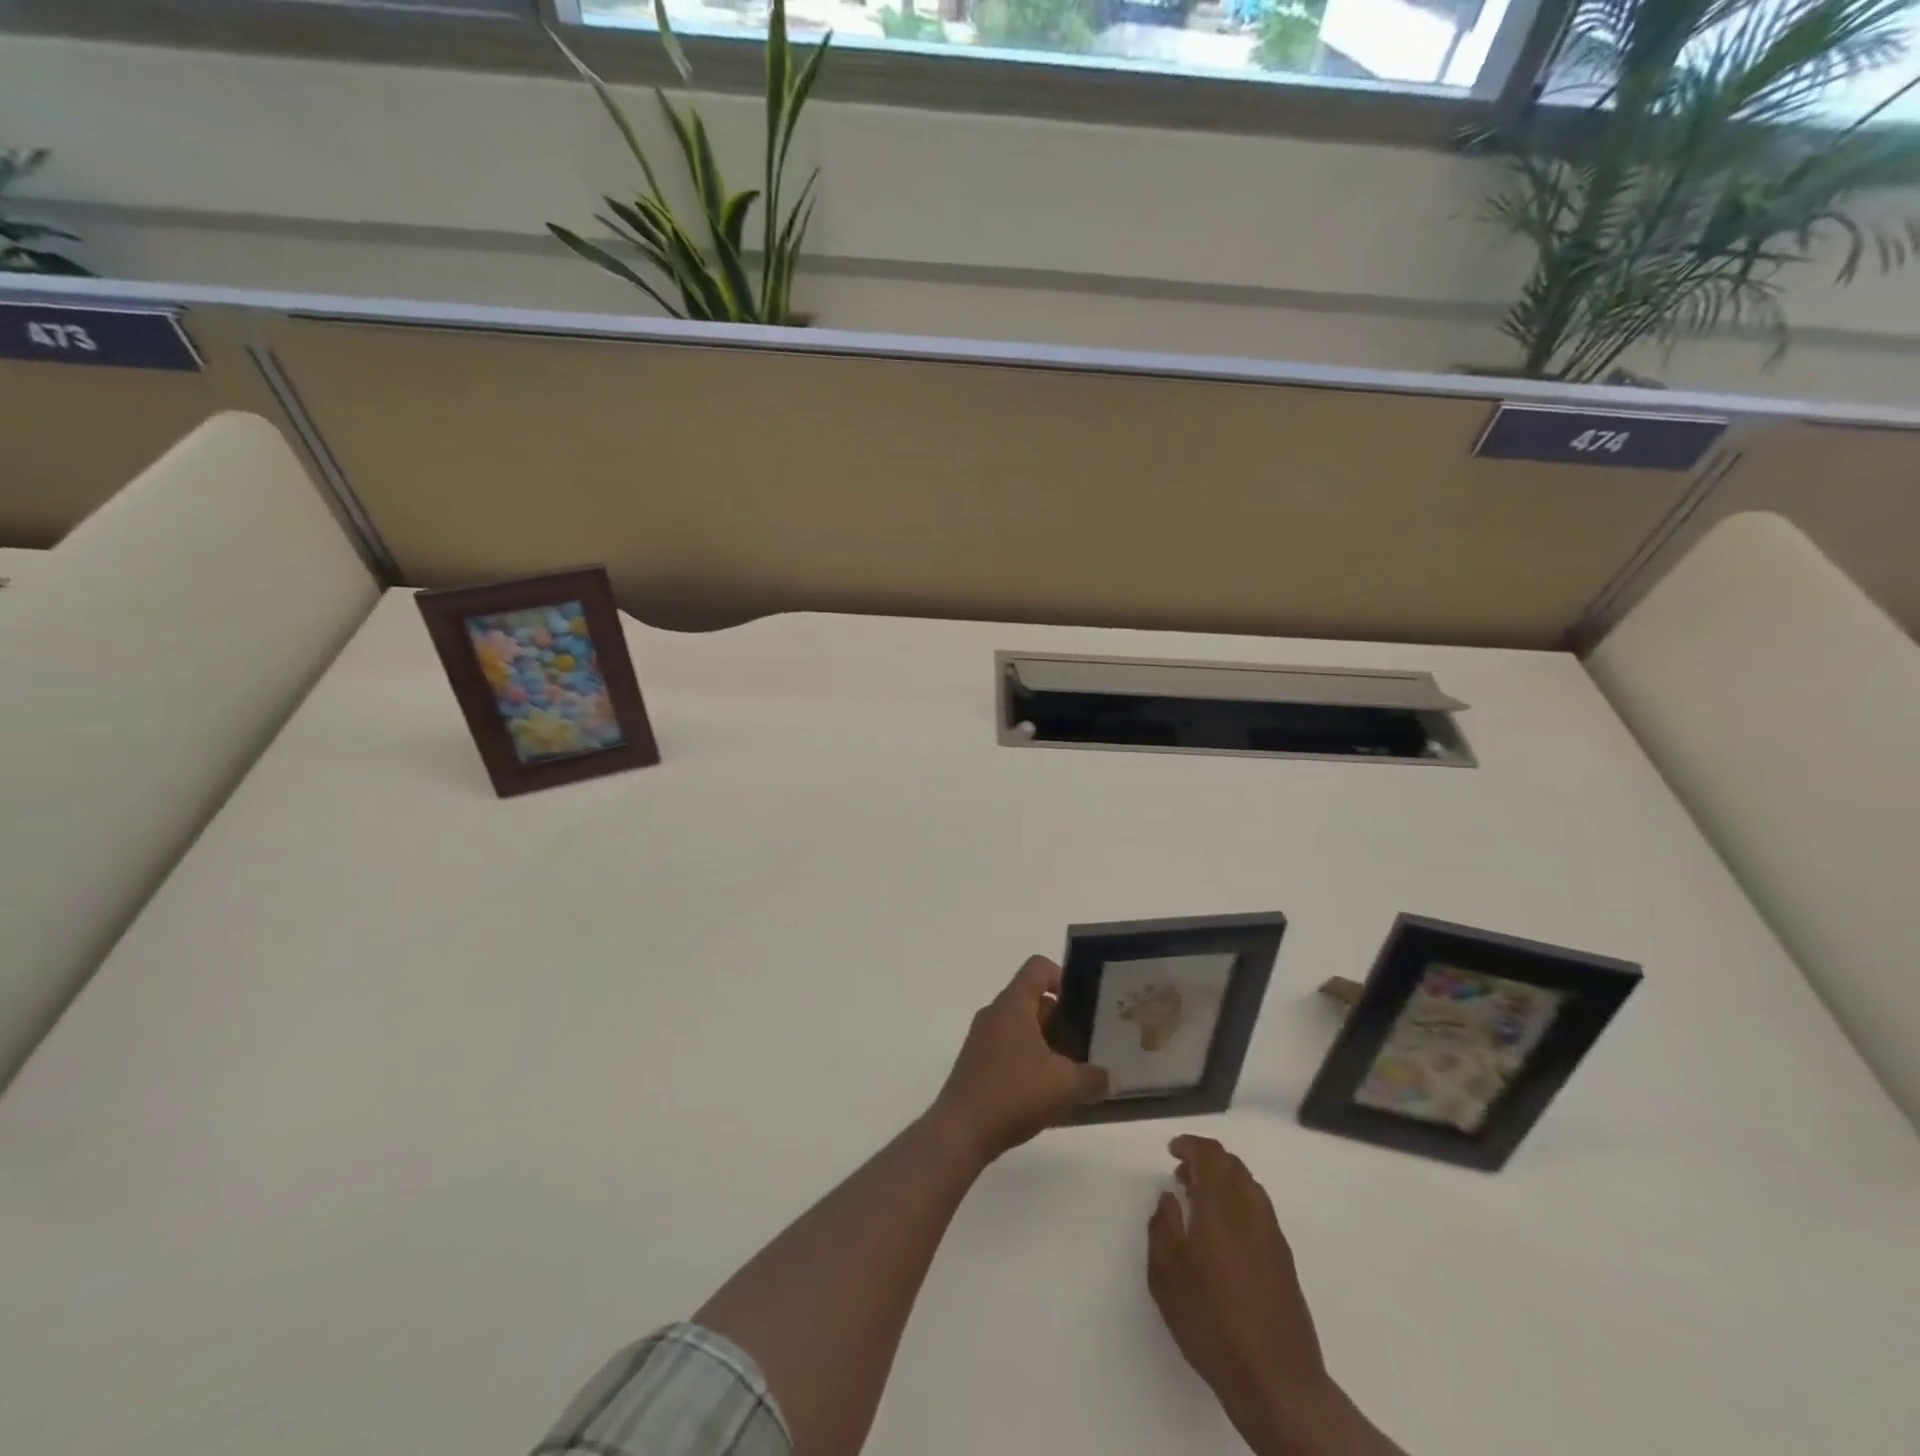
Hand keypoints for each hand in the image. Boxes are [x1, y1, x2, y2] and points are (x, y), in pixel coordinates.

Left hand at [931, 955, 1109, 1164]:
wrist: (961, 1130)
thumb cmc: (1014, 1093)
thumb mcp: (1064, 1086)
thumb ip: (1093, 1078)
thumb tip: (1111, 1078)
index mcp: (1013, 1005)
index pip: (1037, 968)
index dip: (1062, 977)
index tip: (1081, 1005)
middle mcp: (994, 1013)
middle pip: (1032, 1000)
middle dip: (1061, 1019)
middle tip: (1085, 1043)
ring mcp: (982, 1038)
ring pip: (1021, 1027)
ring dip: (1046, 1042)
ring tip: (1070, 1070)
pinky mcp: (976, 1062)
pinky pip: (1008, 1047)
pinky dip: (1029, 1059)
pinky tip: (1045, 1090)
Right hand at [1150, 1136, 1391, 1455]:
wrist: (1276, 1380)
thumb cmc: (1211, 1322)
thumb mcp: (1166, 1275)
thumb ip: (1162, 1227)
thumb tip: (1169, 1199)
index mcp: (1221, 1206)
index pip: (1210, 1154)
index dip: (1190, 1145)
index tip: (1171, 1151)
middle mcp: (1250, 1211)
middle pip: (1232, 1165)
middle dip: (1206, 1160)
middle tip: (1182, 1176)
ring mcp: (1272, 1235)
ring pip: (1249, 1186)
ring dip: (1224, 1181)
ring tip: (1201, 1203)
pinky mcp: (1284, 1260)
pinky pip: (1259, 1210)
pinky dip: (1239, 1203)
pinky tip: (1224, 1234)